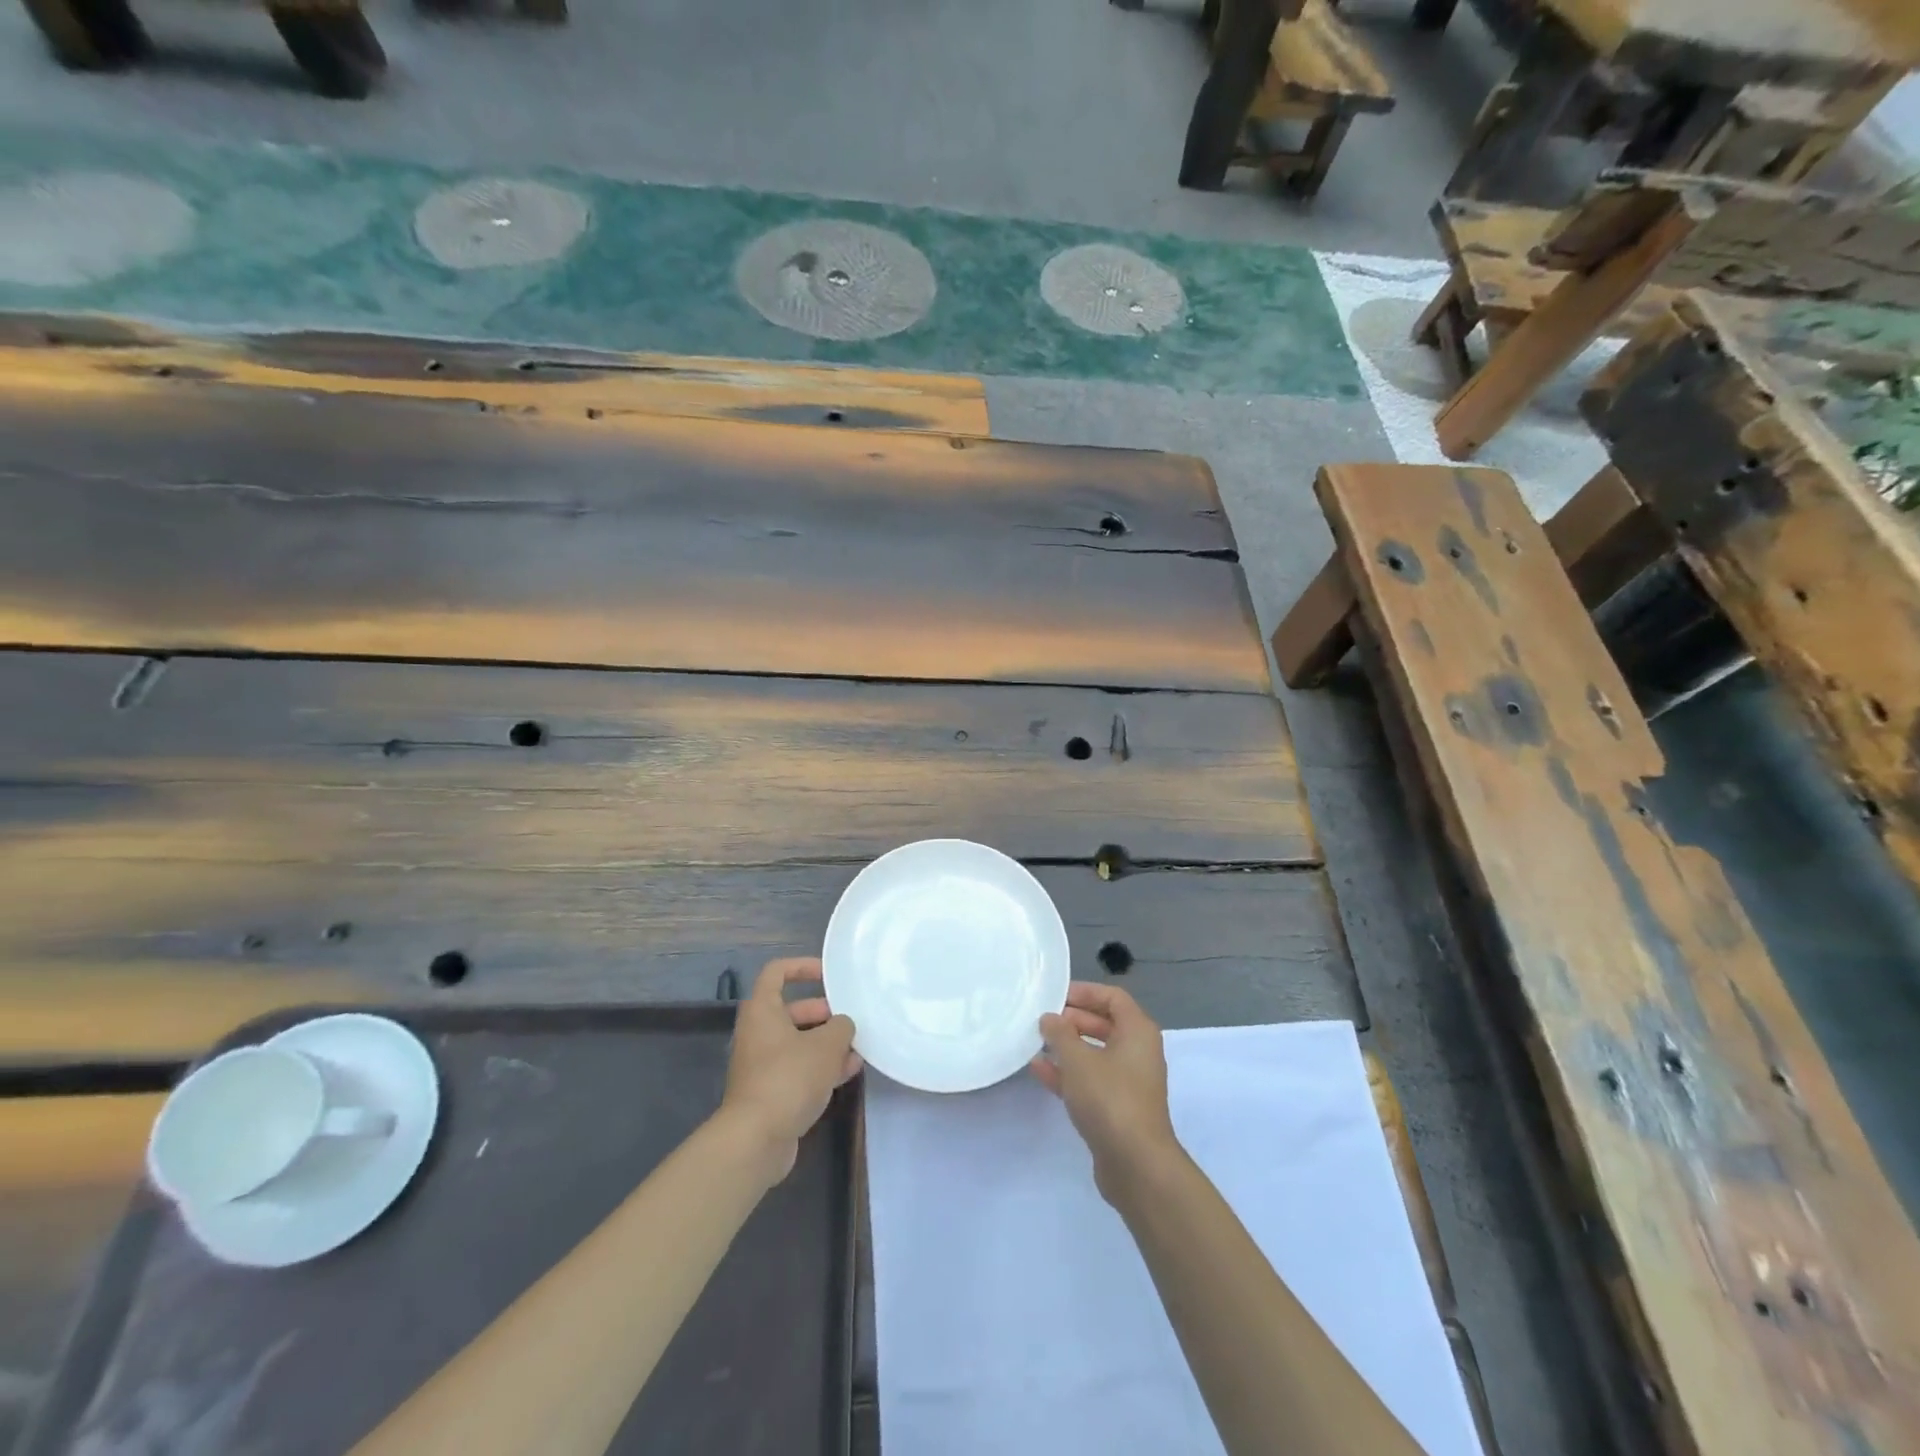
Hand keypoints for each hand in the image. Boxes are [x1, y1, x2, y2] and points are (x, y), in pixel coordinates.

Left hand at [718, 958, 860, 1185]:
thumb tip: (843, 1025)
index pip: (777, 972)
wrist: (756, 1139)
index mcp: (763, 1010)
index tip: (829, 975)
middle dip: (825, 1013)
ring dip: (828, 1043)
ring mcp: (763, 1064)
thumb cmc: (789, 1078)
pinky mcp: (771, 1091)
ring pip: (799, 1042)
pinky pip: (799, 1068)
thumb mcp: (826, 1045)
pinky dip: (821, 1067)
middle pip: (793, 1010)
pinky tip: (849, 1072)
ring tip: (858, 1047)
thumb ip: (841, 1027)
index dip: (803, 967)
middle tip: (851, 1019)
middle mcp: (759, 1032)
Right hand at [1030, 982, 1182, 1203]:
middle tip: (1042, 1020)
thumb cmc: (1109, 1098)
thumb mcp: (1078, 1059)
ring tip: (1035, 1042)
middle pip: (1103, 1024)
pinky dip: (1068, 1073)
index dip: (1084, 992)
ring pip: (1095, 1054)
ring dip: (1067, 1047)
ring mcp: (1128, 1082)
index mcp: (1138, 1031)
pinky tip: (1039, 1070)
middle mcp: (1138, 1052)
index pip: (1112, 997)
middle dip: (1072, 1020)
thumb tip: (1050, 1018)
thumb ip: (1060, 1034)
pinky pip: (1091, 1080)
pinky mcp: (1117, 1108)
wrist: (1136, 1164)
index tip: (1055, 996)